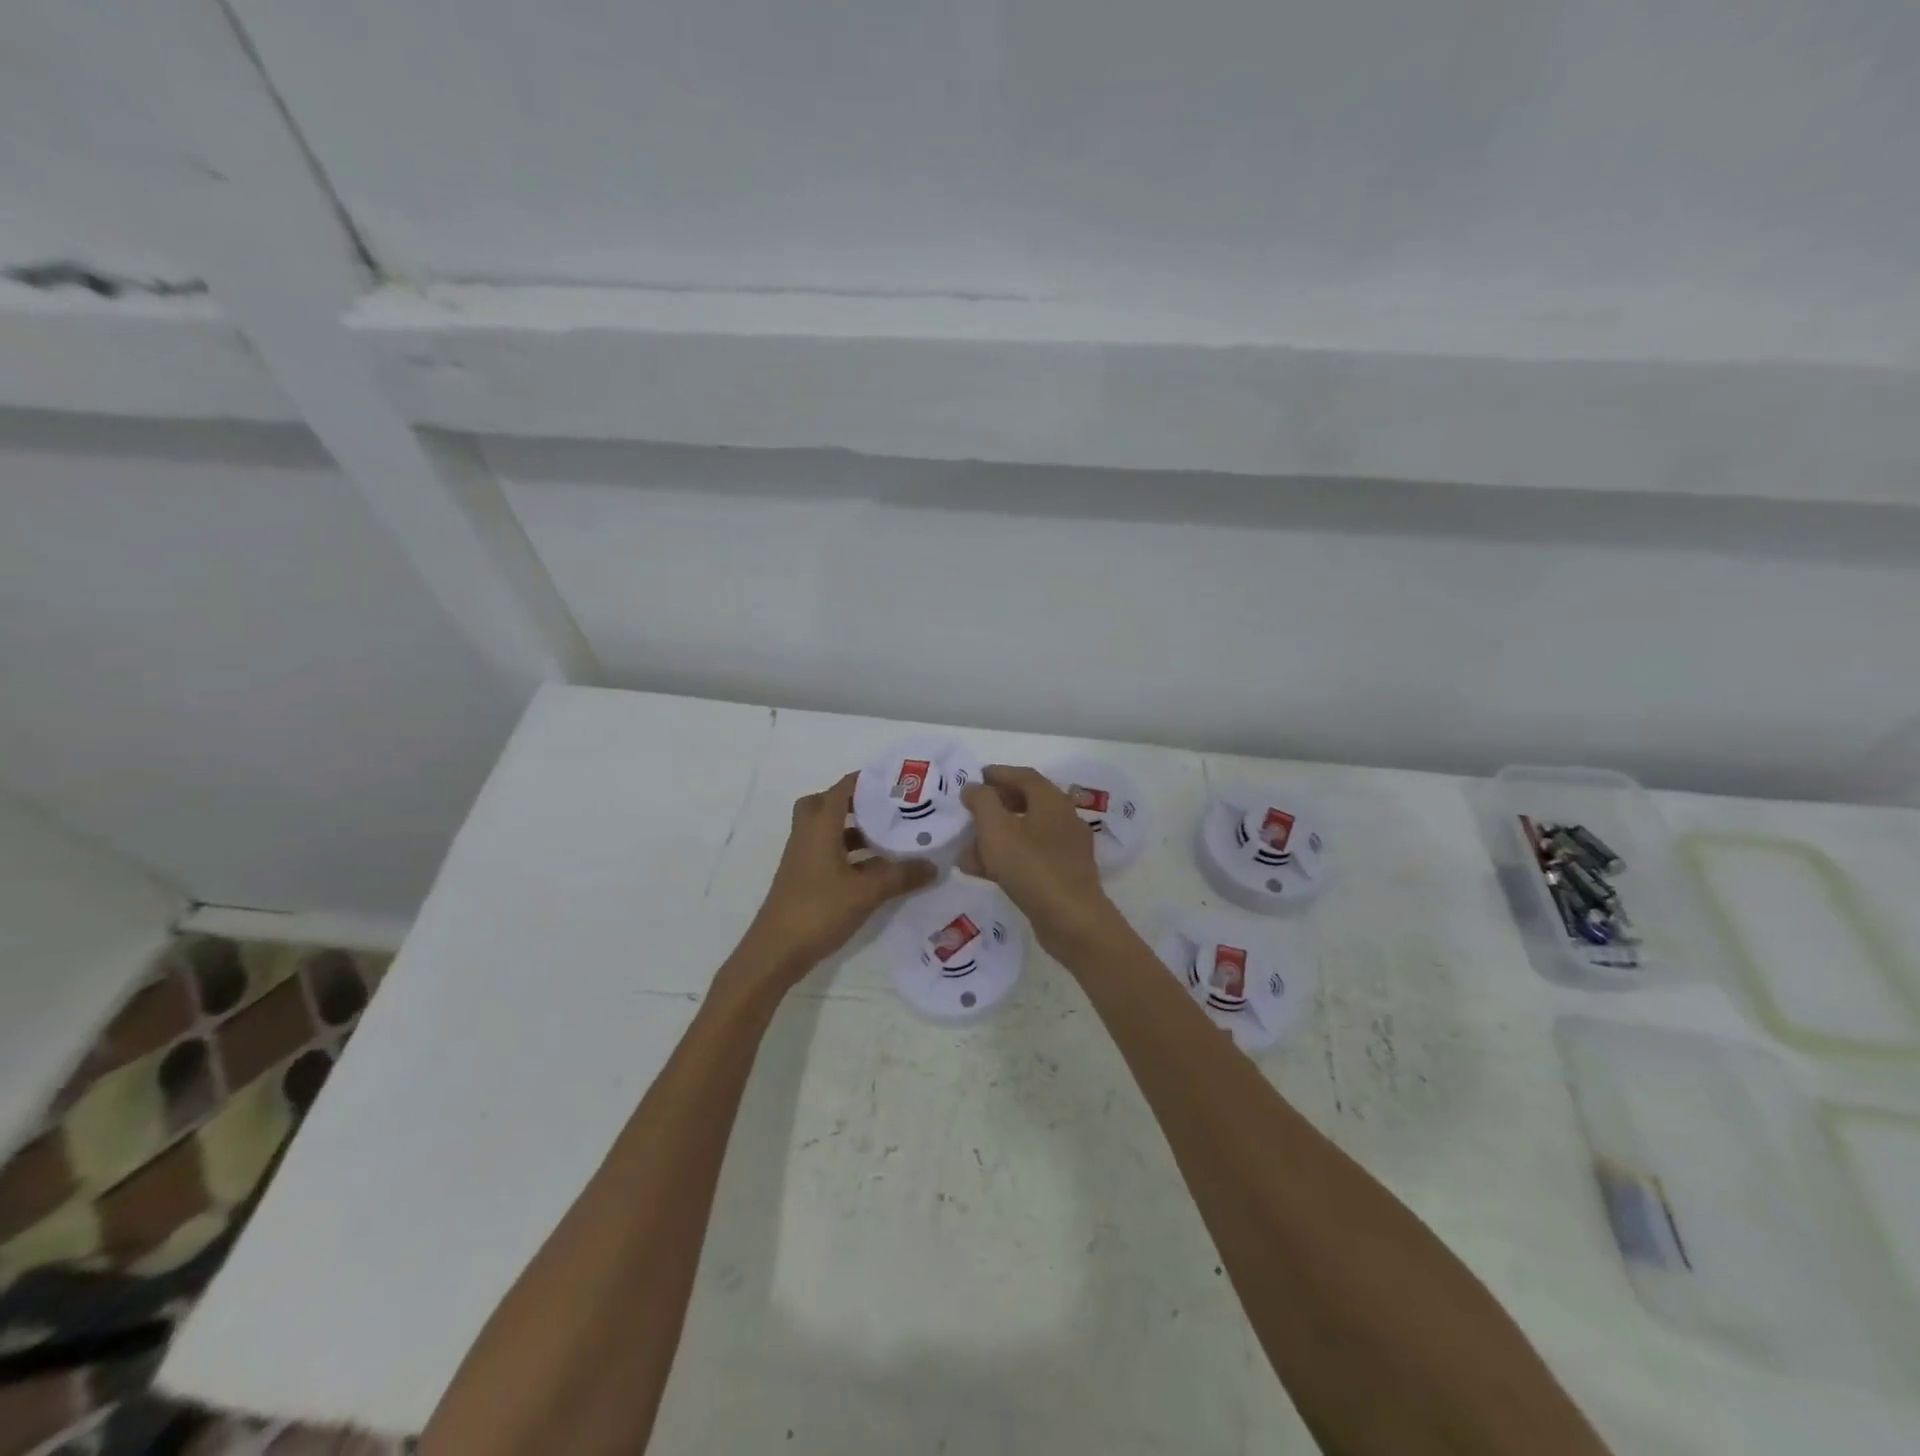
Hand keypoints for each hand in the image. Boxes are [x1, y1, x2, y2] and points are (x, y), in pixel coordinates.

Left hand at [725, 773, 935, 992]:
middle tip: (886, 807)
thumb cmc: (819, 910)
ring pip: (827, 829)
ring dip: (853, 828)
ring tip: (888, 835)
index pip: (842, 788)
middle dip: (855, 801)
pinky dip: (848, 851)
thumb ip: (901, 876)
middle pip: (827, 803)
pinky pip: (827, 850)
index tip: (896, 780)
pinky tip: (873, 868)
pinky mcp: (803, 876)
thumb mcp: (867, 892)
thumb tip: (933, 865)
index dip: (867, 780)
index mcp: (819, 825)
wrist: (776, 951)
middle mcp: (807, 833)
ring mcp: (802, 856)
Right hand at [960, 766, 1118, 954]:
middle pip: (1026, 803)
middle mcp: (1063, 819)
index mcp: (1052, 801)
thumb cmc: (1031, 866)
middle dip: (995, 806)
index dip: (999, 774)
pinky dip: (1006, 858)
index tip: (976, 777)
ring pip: (1025, 833)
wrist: (1071, 920)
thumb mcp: (996, 828)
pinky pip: (1029, 857)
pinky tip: (981, 871)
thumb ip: (982, 802)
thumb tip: (974, 787)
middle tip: (971, 810)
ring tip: (966, 847)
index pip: (1024, 776)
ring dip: (995, 836)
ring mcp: (1066, 849)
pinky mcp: (1062, 875)